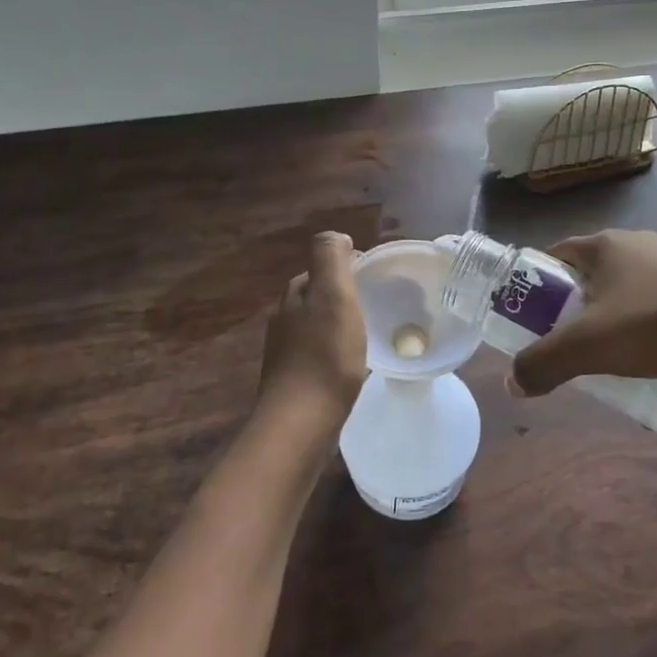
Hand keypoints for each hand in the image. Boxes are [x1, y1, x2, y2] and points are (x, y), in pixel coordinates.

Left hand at [256, 232, 366, 433]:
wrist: (302, 422)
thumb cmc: (326, 355)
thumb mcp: (334, 295)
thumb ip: (331, 259)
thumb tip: (335, 235)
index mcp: (293, 296)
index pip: (317, 270)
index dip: (345, 269)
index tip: (373, 279)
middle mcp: (283, 321)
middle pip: (314, 298)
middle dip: (339, 296)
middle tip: (373, 305)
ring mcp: (284, 353)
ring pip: (313, 327)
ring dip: (335, 325)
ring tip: (365, 334)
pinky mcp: (292, 382)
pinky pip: (315, 355)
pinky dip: (332, 352)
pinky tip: (349, 365)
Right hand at [508, 230, 656, 407]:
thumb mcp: (591, 346)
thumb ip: (545, 363)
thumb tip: (513, 383)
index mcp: (604, 245)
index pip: (555, 254)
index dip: (537, 283)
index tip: (531, 317)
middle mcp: (639, 244)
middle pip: (592, 274)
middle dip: (576, 307)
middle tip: (572, 345)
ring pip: (631, 289)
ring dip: (617, 318)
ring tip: (618, 357)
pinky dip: (654, 325)